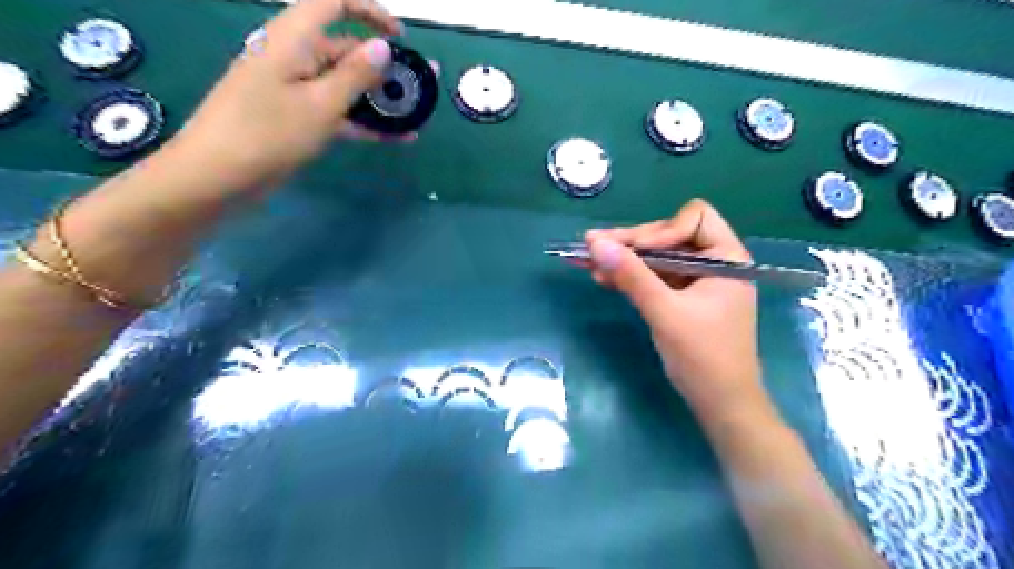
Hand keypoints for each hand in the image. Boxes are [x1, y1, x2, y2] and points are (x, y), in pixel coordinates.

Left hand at [171, 0, 402, 189]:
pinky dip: (361, 121)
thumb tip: (383, 47)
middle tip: (415, 89)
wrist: (218, 175)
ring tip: (410, 116)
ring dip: (376, 99)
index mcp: (294, 39)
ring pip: (343, 84)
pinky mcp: (295, 116)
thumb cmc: (269, 133)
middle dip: (381, 66)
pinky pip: (335, 110)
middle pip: (344, 49)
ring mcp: (294, 89)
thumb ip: (355, 75)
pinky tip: (392, 137)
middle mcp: (294, 56)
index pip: (334, 3)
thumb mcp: (320, 104)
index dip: (370, 11)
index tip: (400, 36)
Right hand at [587, 200, 768, 426]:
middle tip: (592, 247)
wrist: (720, 403)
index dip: (662, 230)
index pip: (694, 218)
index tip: (634, 251)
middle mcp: (714, 262)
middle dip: (632, 243)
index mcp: (727, 257)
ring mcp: (697, 280)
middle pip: (669, 235)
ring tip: (589, 262)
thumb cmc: (703, 357)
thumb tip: (595, 243)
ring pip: (657, 256)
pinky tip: (604, 278)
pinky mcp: (683, 297)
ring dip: (625, 260)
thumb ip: (631, 275)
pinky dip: (631, 276)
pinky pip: (654, 277)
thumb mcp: (664, 312)